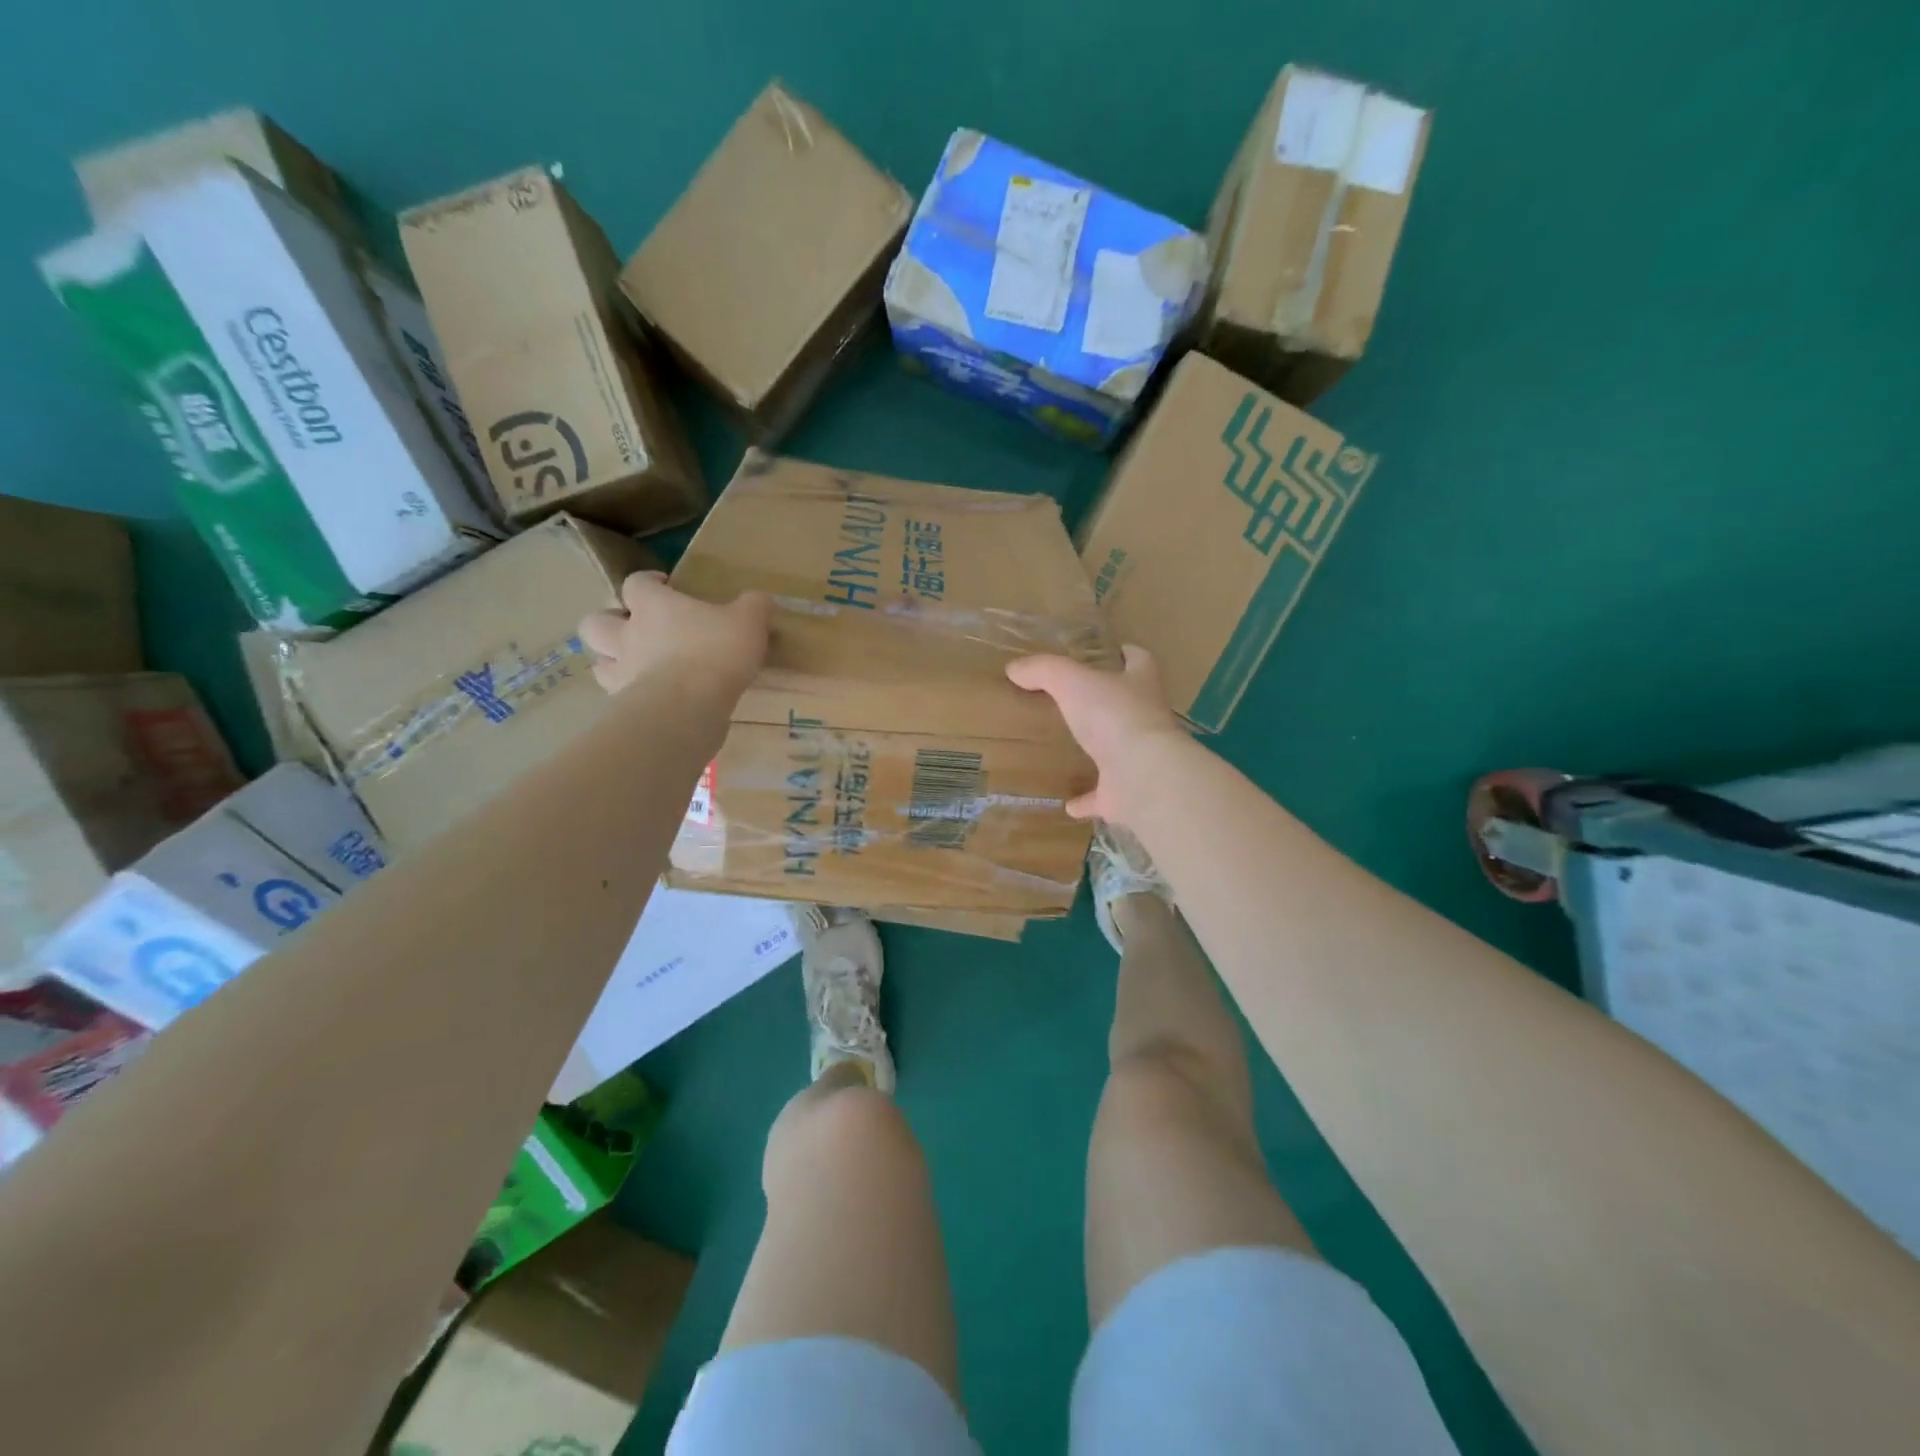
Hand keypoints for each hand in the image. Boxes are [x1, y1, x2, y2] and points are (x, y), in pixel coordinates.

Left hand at [579, 571, 770, 698]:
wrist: (688, 707)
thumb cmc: (716, 653)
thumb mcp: (749, 621)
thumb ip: (755, 606)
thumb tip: (761, 600)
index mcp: (653, 606)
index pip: (635, 583)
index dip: (647, 582)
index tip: (664, 585)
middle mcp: (628, 635)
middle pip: (596, 621)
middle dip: (610, 622)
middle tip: (636, 629)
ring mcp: (622, 672)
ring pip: (599, 662)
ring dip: (612, 661)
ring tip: (636, 667)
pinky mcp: (625, 705)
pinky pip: (618, 696)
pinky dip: (629, 695)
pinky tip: (650, 699)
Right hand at [1006, 645, 1186, 820]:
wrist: (1141, 774)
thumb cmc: (1114, 716)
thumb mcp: (1072, 681)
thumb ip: (1043, 670)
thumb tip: (1015, 668)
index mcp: (1140, 686)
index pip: (1140, 661)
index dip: (1128, 654)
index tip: (1115, 651)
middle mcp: (1146, 720)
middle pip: (1130, 706)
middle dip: (1109, 704)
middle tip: (1077, 702)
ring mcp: (1139, 759)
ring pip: (1119, 752)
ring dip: (1099, 752)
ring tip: (1070, 750)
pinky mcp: (1127, 793)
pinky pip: (1103, 796)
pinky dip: (1087, 800)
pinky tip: (1067, 803)